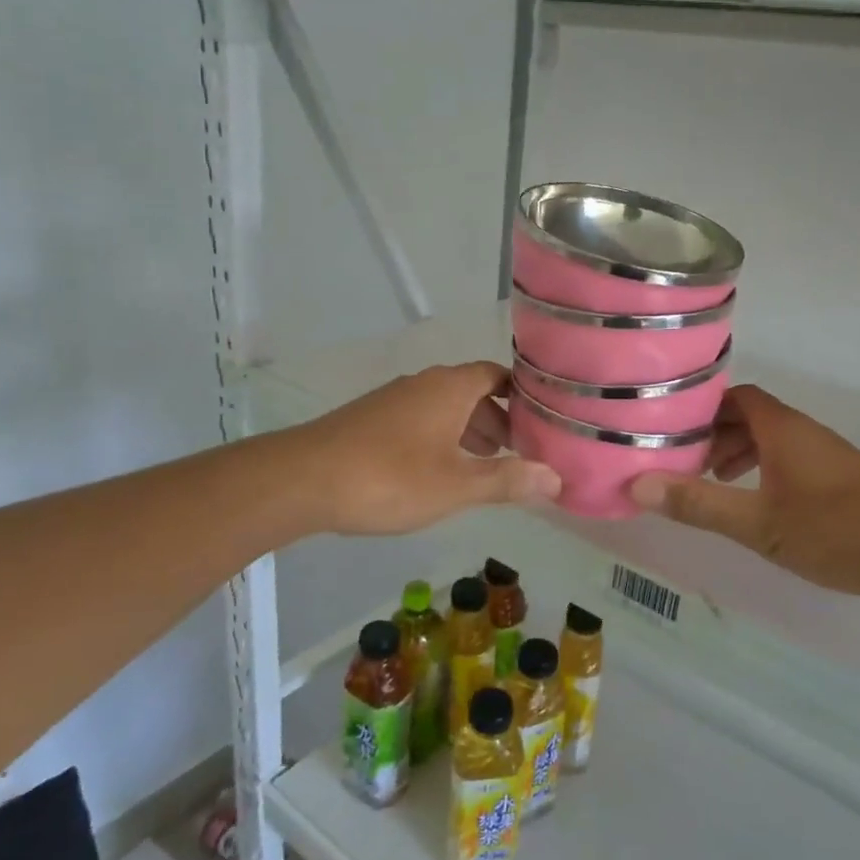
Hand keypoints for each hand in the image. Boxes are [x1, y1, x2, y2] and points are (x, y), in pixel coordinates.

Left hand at [293, 362, 560, 536]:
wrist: (302, 479)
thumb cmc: (390, 477)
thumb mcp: (457, 485)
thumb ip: (508, 480)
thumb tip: (556, 478)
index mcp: (450, 388)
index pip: (499, 375)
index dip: (525, 394)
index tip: (547, 419)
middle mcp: (424, 384)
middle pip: (474, 391)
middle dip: (501, 420)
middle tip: (523, 451)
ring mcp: (394, 399)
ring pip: (446, 407)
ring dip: (471, 431)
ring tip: (490, 465)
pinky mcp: (372, 419)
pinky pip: (422, 420)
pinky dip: (443, 438)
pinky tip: (441, 471)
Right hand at [629, 385, 859, 601]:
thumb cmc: (834, 531)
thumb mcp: (758, 523)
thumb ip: (699, 504)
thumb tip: (639, 486)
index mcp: (782, 429)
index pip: (735, 397)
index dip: (702, 408)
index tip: (671, 428)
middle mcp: (803, 431)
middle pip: (750, 416)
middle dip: (715, 434)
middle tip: (685, 461)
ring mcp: (825, 452)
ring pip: (771, 438)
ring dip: (739, 452)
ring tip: (715, 483)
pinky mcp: (840, 476)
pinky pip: (789, 456)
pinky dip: (764, 467)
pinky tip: (758, 501)